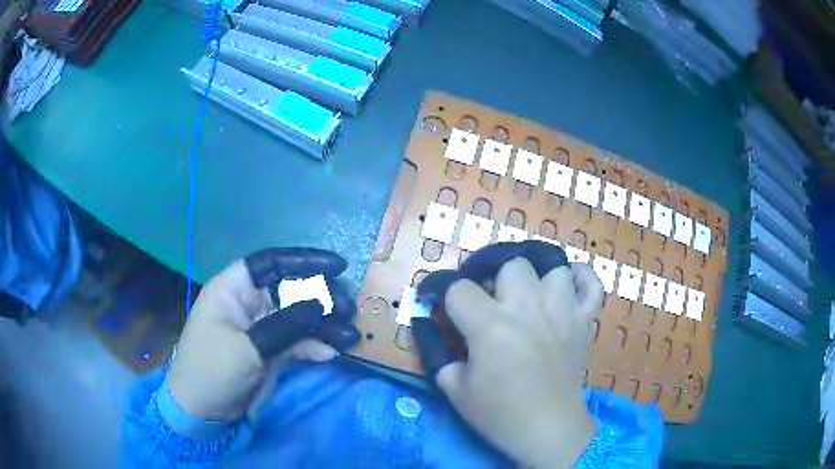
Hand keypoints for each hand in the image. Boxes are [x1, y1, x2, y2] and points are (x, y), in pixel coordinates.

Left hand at [167, 248, 359, 421]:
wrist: (202, 411)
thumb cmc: (212, 370)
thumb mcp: (247, 348)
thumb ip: (285, 326)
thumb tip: (322, 305)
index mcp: (233, 289)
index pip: (271, 263)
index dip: (304, 260)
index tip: (338, 266)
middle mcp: (249, 303)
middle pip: (291, 289)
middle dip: (321, 297)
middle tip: (349, 310)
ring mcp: (261, 327)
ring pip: (299, 316)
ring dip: (324, 324)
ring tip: (350, 335)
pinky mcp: (270, 350)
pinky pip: (298, 341)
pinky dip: (315, 345)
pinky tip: (331, 351)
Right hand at [414, 242, 603, 467]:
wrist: (548, 430)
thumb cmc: (499, 414)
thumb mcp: (454, 388)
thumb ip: (437, 351)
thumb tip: (430, 324)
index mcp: (491, 326)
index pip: (459, 288)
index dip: (442, 292)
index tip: (437, 301)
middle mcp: (528, 308)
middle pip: (509, 265)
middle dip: (492, 277)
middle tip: (487, 299)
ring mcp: (562, 311)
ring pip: (551, 266)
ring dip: (535, 276)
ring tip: (525, 294)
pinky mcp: (584, 321)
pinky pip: (591, 284)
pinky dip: (582, 279)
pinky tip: (567, 286)